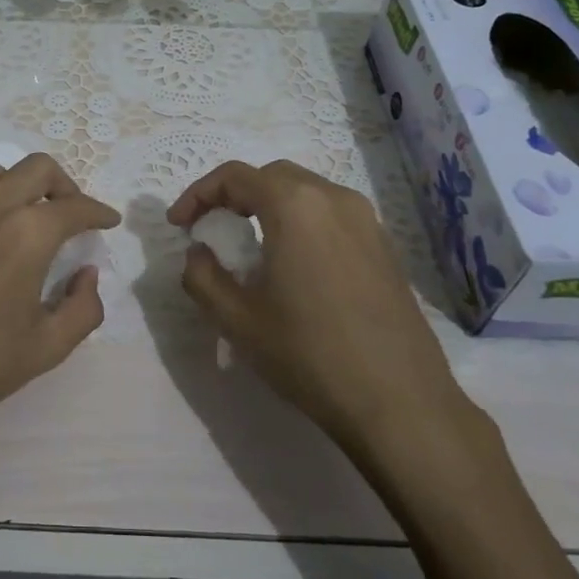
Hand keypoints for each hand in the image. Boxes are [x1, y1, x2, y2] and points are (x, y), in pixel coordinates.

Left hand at [0, 153, 121, 442]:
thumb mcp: (46, 347)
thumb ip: (83, 308)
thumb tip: (87, 275)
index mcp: (27, 234)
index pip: (75, 207)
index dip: (99, 212)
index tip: (108, 221)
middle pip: (38, 168)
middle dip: (65, 185)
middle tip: (72, 214)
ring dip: (23, 186)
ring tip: (29, 217)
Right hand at [168, 160, 476, 455]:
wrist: (399, 401)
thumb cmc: (309, 354)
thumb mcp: (237, 320)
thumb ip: (202, 276)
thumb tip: (199, 252)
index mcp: (295, 206)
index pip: (235, 176)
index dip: (198, 194)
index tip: (178, 225)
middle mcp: (334, 198)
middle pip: (272, 176)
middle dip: (234, 196)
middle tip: (212, 229)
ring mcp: (367, 220)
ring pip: (305, 193)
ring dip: (268, 207)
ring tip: (248, 246)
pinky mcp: (384, 246)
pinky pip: (331, 215)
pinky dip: (300, 223)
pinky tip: (292, 264)